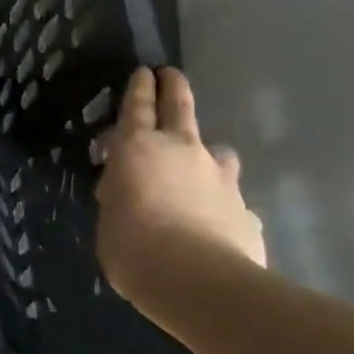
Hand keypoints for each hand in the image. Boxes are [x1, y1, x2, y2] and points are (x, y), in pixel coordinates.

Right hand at [96, 67, 265, 287]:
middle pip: (180, 108)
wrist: (199, 282)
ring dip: (207, 155)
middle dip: (174, 88)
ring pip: (217, 152)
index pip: (137, 106)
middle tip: (171, 75)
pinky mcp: (245, 209)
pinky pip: (230, 198)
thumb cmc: (133, 246)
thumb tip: (126, 192)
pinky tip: (214, 225)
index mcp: (138, 148)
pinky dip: (220, 203)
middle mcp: (182, 151)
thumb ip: (117, 196)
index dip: (139, 87)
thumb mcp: (108, 218)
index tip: (144, 71)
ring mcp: (220, 178)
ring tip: (199, 170)